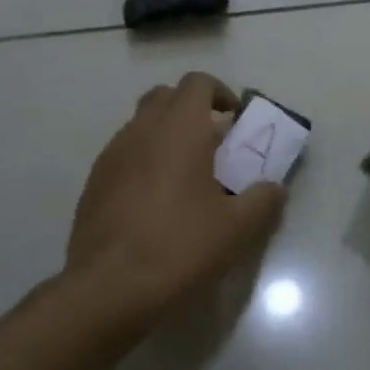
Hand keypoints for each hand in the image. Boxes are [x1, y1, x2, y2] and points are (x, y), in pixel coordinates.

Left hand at [65, 72, 286, 324]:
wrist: (110, 286)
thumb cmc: (181, 245)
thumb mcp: (238, 228)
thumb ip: (264, 200)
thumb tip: (275, 188)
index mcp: (179, 128)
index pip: (198, 83)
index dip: (220, 94)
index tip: (236, 123)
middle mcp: (141, 130)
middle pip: (166, 97)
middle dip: (192, 111)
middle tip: (214, 146)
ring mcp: (111, 155)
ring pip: (142, 126)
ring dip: (166, 137)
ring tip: (187, 178)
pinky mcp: (93, 183)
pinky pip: (124, 155)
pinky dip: (144, 162)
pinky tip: (156, 203)